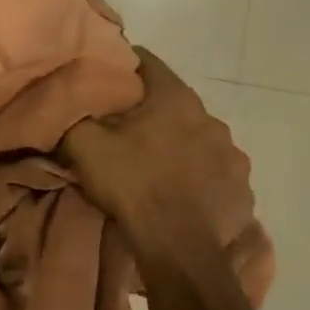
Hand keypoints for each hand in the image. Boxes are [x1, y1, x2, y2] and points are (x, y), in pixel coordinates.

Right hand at [63, 49, 274, 305]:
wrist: (177, 248)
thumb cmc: (131, 185)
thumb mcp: (84, 145)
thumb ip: (74, 114)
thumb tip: (67, 100)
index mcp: (174, 97)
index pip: (145, 60)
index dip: (120, 67)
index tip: (103, 82)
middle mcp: (210, 117)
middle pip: (171, 101)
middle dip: (149, 110)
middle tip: (122, 130)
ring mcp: (232, 153)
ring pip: (196, 136)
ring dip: (177, 143)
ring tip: (153, 164)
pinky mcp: (242, 187)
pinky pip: (215, 170)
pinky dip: (198, 174)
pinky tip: (180, 191)